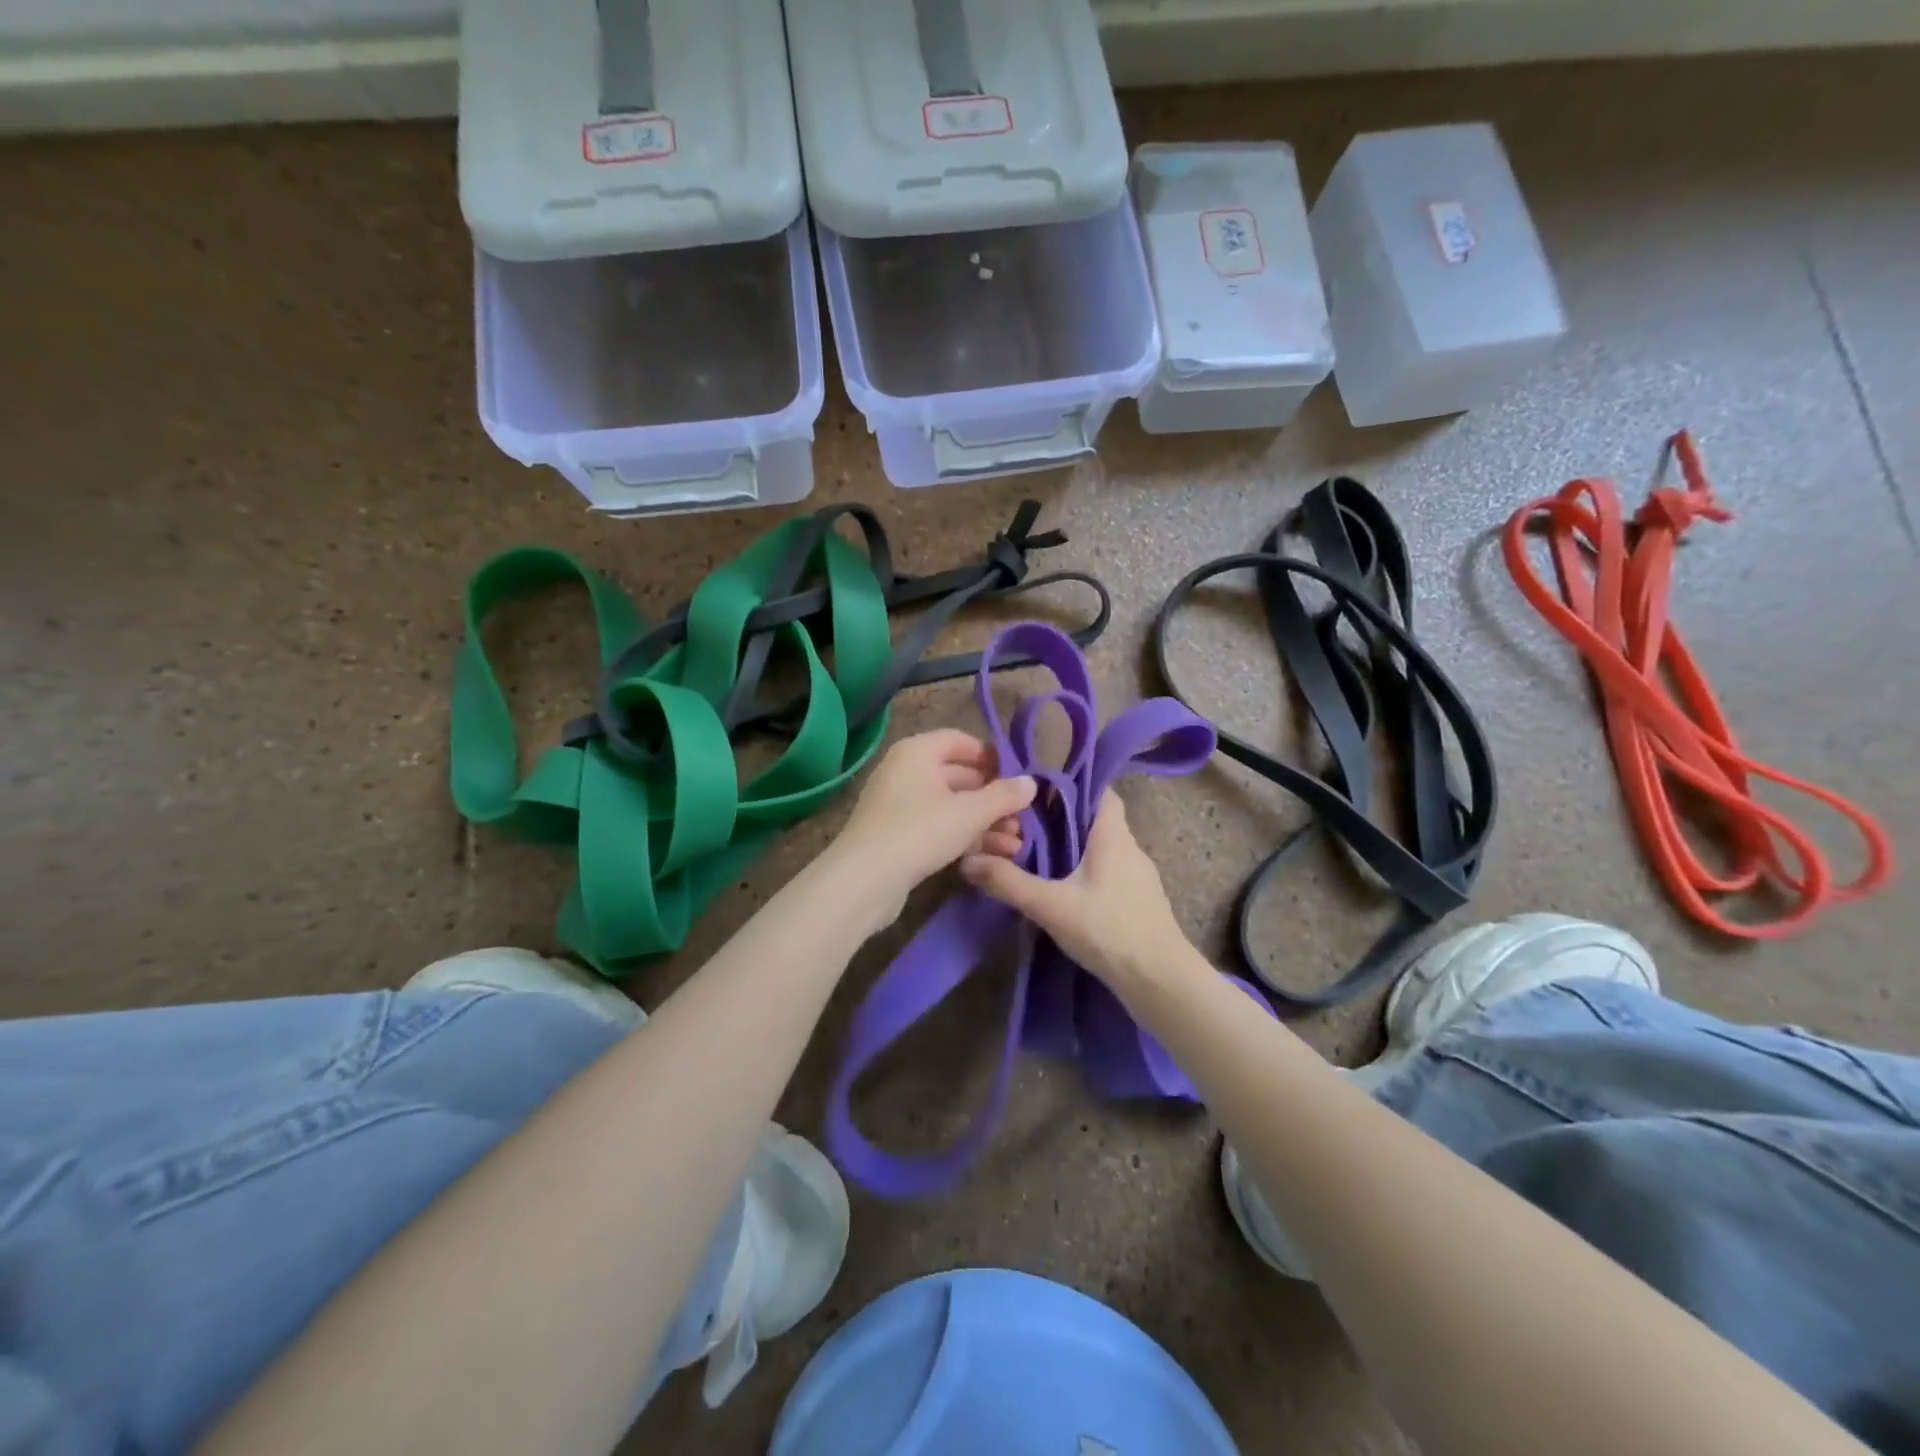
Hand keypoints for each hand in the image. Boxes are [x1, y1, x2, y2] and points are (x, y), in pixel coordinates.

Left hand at [825, 730, 1035, 923]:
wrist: (864, 880)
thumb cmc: (920, 831)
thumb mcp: (970, 813)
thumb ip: (1004, 795)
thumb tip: (1032, 782)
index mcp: (917, 751)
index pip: (961, 741)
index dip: (992, 757)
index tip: (1018, 779)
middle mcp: (905, 771)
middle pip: (959, 776)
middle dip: (993, 799)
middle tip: (1023, 819)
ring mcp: (899, 804)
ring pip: (951, 806)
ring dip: (984, 823)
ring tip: (1015, 845)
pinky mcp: (897, 836)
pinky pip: (937, 827)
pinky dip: (963, 837)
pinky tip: (989, 856)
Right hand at [960, 792, 1189, 992]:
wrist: (1160, 981)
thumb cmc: (1109, 929)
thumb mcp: (1051, 905)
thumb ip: (1008, 882)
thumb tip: (968, 862)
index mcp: (1113, 836)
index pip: (1100, 792)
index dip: (1072, 787)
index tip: (1038, 794)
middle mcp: (1129, 849)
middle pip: (1094, 821)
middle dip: (1060, 822)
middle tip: (1023, 829)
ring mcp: (1138, 878)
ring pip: (1100, 850)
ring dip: (1072, 851)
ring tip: (1036, 860)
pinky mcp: (1138, 903)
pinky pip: (1107, 875)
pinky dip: (1084, 875)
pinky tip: (1063, 894)